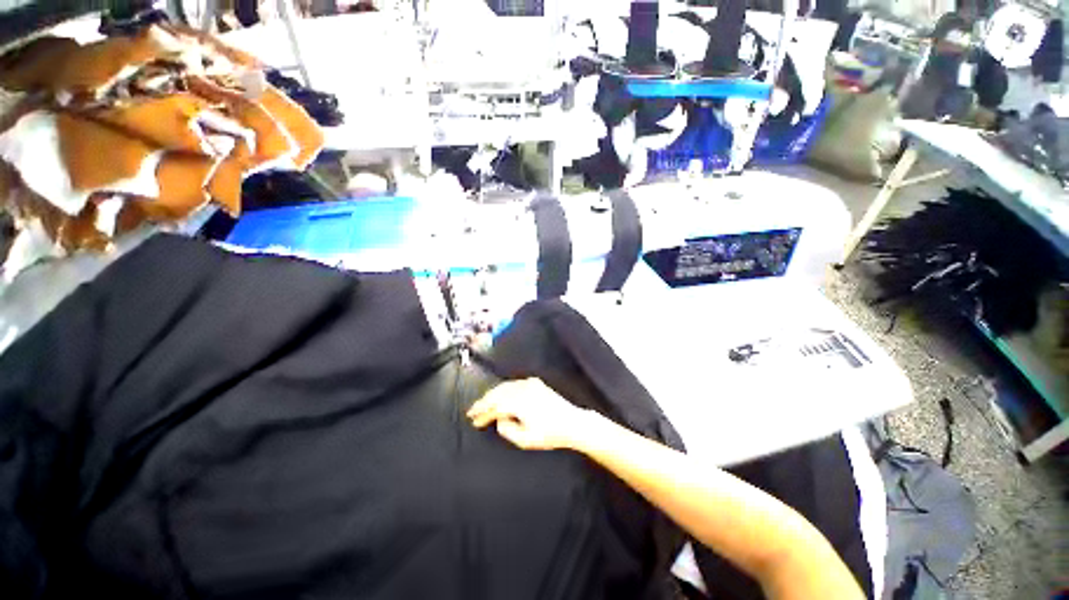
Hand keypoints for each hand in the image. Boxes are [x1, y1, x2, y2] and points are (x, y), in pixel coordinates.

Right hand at [467, 378, 593, 450]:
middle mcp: (523, 389)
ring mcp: (529, 383)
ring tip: (483, 403)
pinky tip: (499, 395)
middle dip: (484, 402)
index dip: (482, 413)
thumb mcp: (525, 440)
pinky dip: (503, 389)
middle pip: (497, 393)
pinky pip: (514, 384)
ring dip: (492, 394)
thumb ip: (507, 430)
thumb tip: (499, 420)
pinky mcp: (535, 382)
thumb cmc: (550, 434)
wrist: (571, 422)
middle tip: (472, 411)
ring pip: (504, 386)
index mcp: (519, 402)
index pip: (495, 406)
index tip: (473, 420)